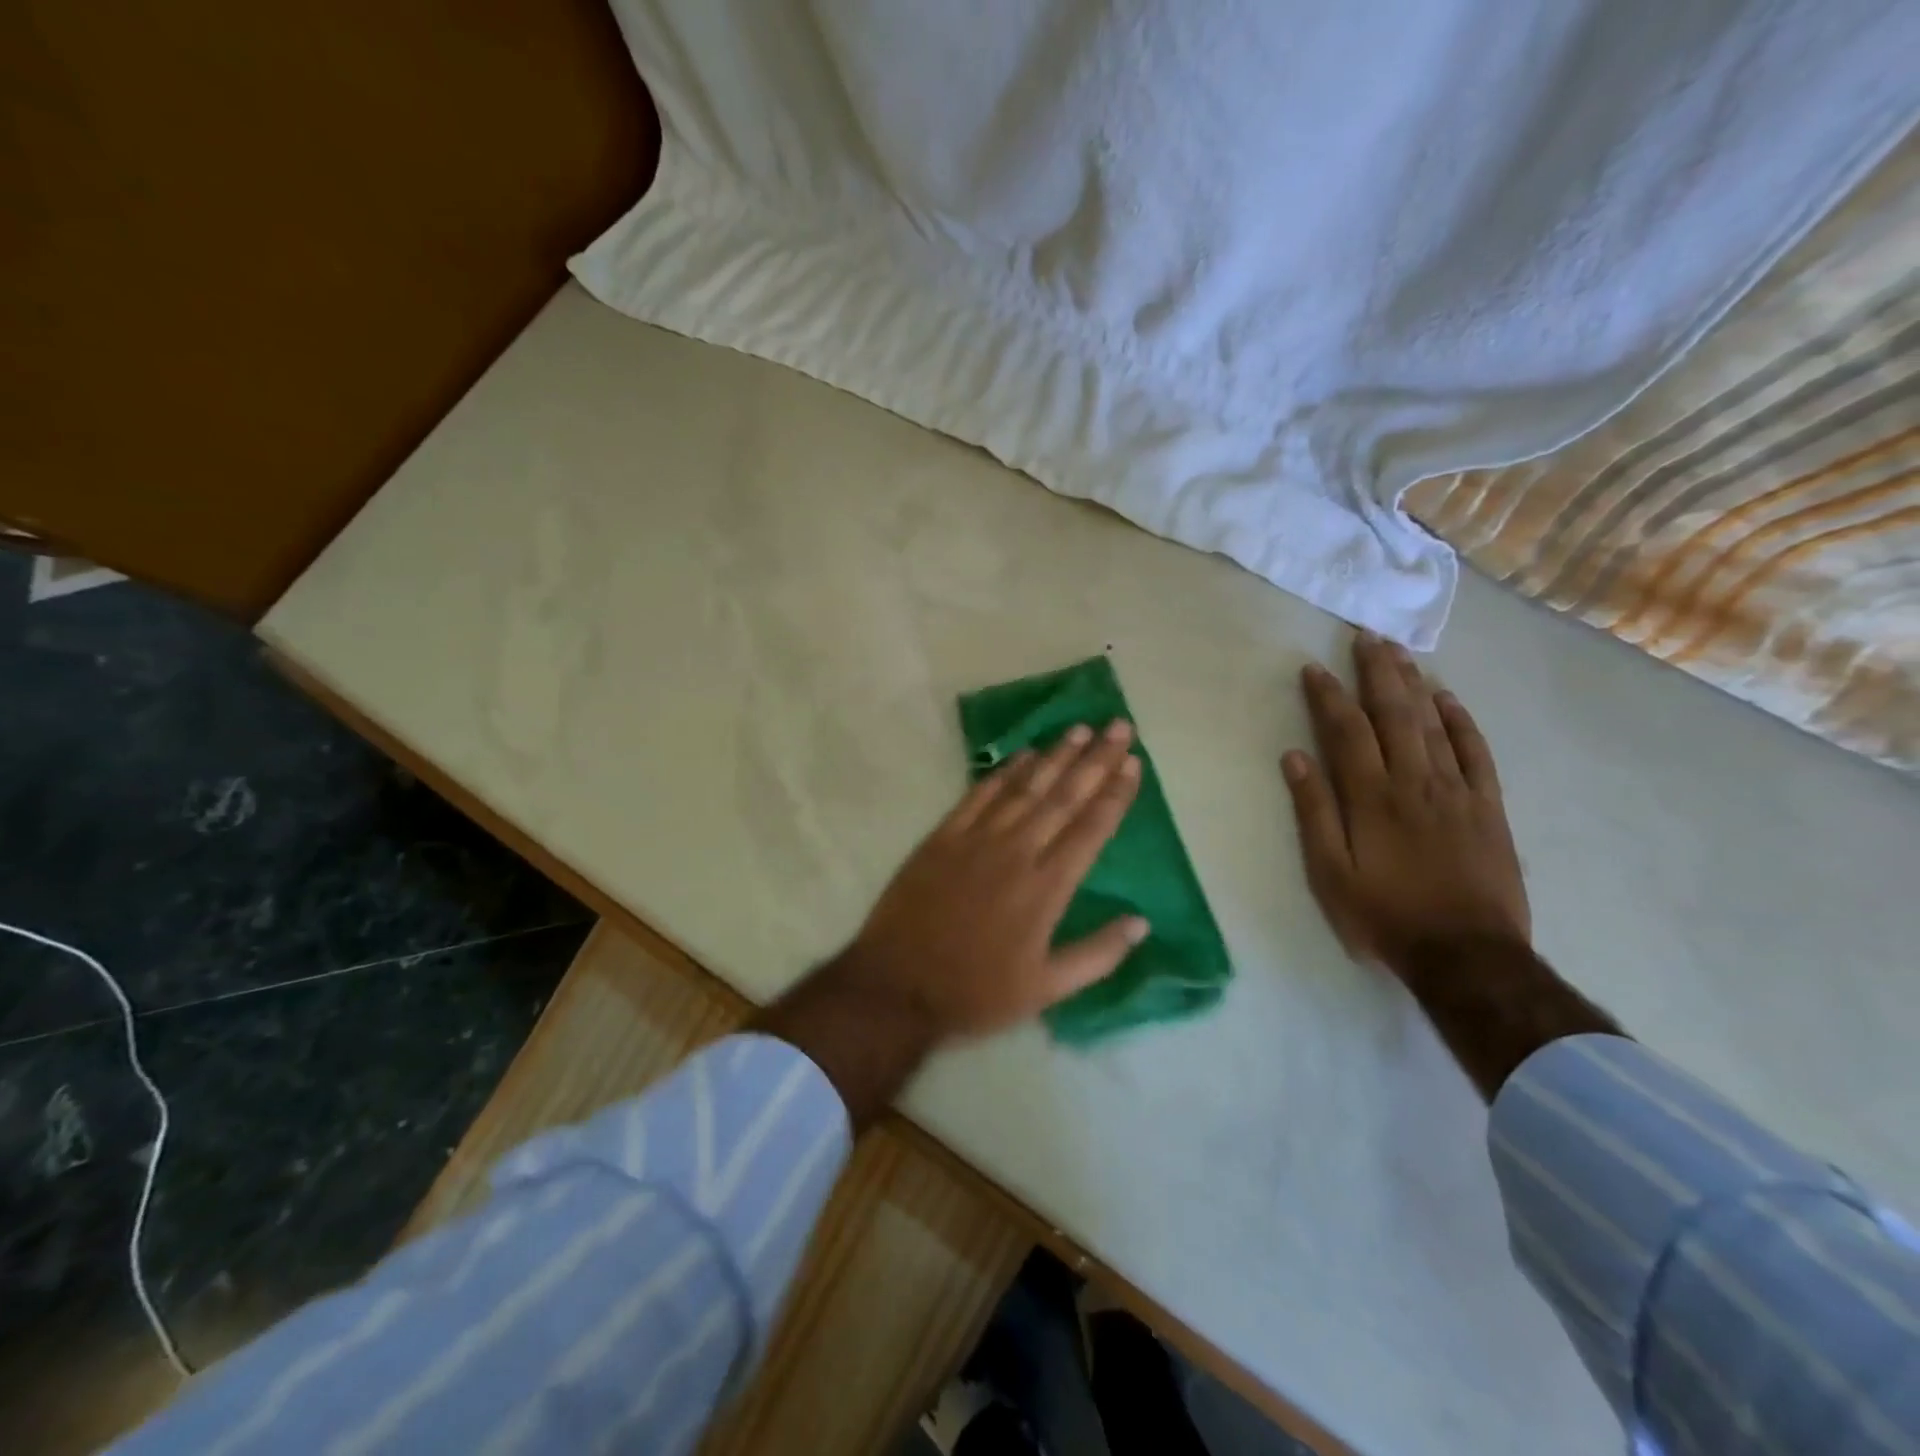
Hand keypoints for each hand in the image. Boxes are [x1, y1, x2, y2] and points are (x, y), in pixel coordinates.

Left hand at [844, 719, 1147, 1039]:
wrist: (896, 985)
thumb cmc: (976, 992)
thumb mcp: (1045, 990)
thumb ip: (1097, 955)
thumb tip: (1141, 922)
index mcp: (1046, 888)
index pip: (1090, 829)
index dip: (1114, 793)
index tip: (1132, 762)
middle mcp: (1016, 852)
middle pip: (1063, 796)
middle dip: (1095, 759)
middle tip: (1118, 726)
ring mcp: (976, 839)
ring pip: (1024, 788)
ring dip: (1054, 756)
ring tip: (1079, 729)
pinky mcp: (943, 837)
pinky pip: (979, 795)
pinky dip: (1003, 772)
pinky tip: (1022, 754)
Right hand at [1281, 633, 1530, 976]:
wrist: (1467, 955)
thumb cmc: (1385, 916)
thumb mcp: (1330, 874)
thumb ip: (1314, 812)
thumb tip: (1294, 758)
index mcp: (1371, 798)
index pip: (1347, 731)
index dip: (1329, 696)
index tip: (1314, 667)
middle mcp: (1414, 782)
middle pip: (1394, 714)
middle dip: (1377, 672)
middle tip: (1365, 636)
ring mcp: (1457, 791)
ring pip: (1434, 724)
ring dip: (1414, 684)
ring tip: (1399, 653)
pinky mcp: (1489, 807)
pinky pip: (1477, 753)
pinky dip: (1463, 722)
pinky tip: (1449, 699)